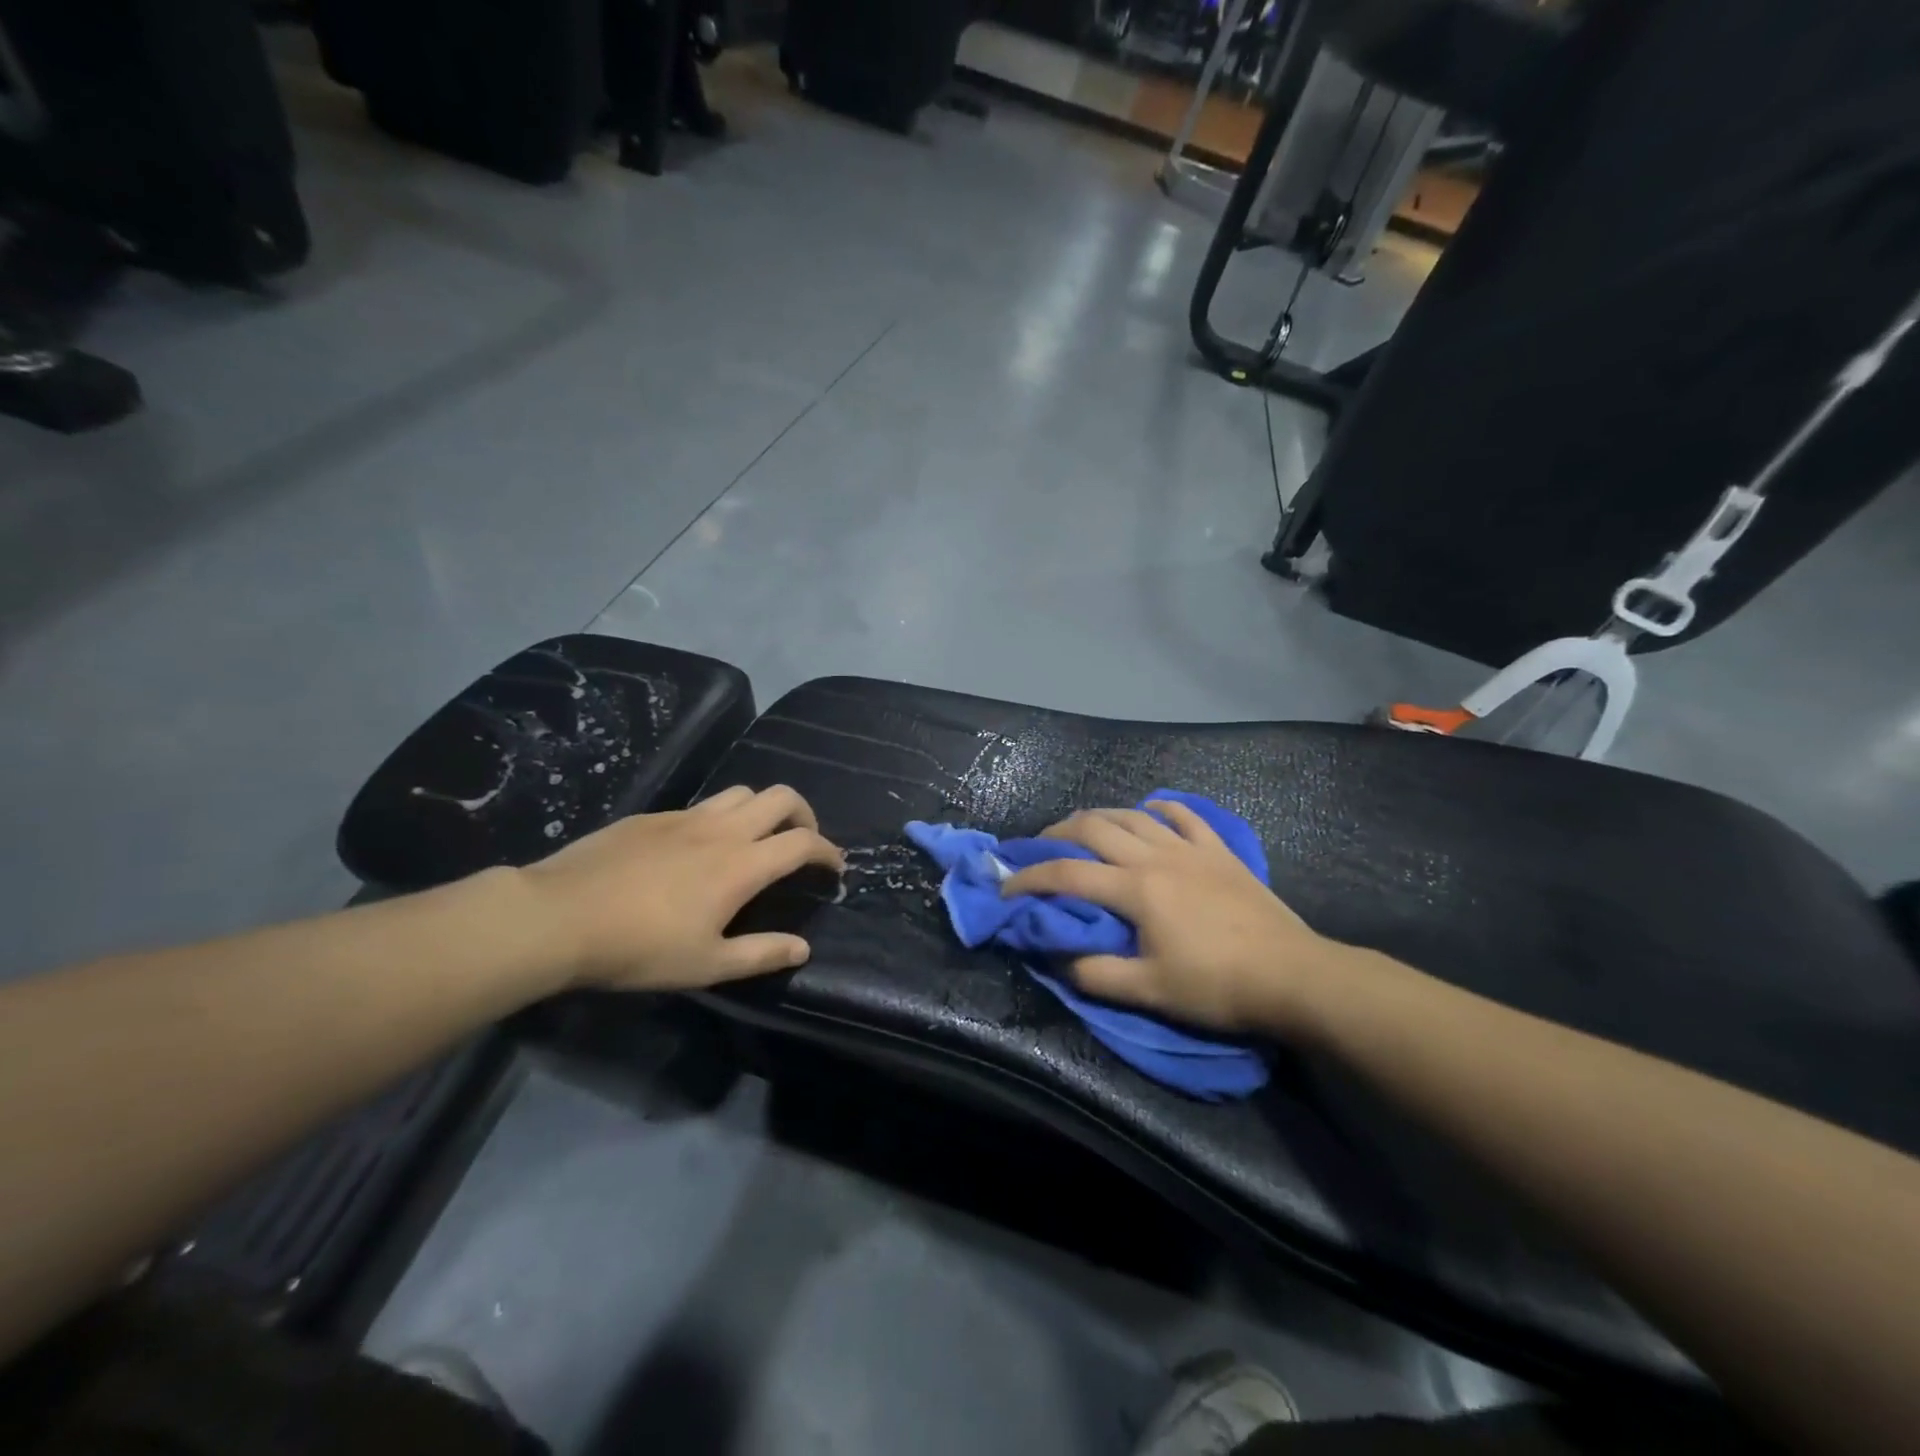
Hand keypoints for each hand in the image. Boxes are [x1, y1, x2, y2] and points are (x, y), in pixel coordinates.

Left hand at [520, 785, 843, 990]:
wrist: (559, 917)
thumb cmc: (638, 948)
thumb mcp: (706, 965)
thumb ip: (761, 954)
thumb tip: (803, 948)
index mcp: (742, 865)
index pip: (803, 842)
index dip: (828, 851)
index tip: (834, 867)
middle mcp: (722, 830)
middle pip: (781, 797)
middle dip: (804, 814)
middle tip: (802, 840)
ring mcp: (685, 817)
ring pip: (742, 792)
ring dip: (763, 808)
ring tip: (756, 836)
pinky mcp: (653, 816)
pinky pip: (702, 804)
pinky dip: (721, 816)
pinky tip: (699, 846)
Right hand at [999, 800, 1352, 1033]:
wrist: (1294, 976)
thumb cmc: (1218, 987)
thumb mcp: (1150, 992)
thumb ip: (1096, 974)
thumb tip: (1056, 957)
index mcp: (1136, 889)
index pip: (1067, 874)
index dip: (1030, 878)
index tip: (1006, 888)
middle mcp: (1156, 857)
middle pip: (1095, 827)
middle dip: (1058, 833)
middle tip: (1039, 847)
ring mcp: (1190, 848)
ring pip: (1133, 815)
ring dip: (1101, 816)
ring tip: (1083, 828)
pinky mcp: (1219, 851)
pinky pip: (1184, 816)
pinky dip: (1160, 809)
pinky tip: (1149, 811)